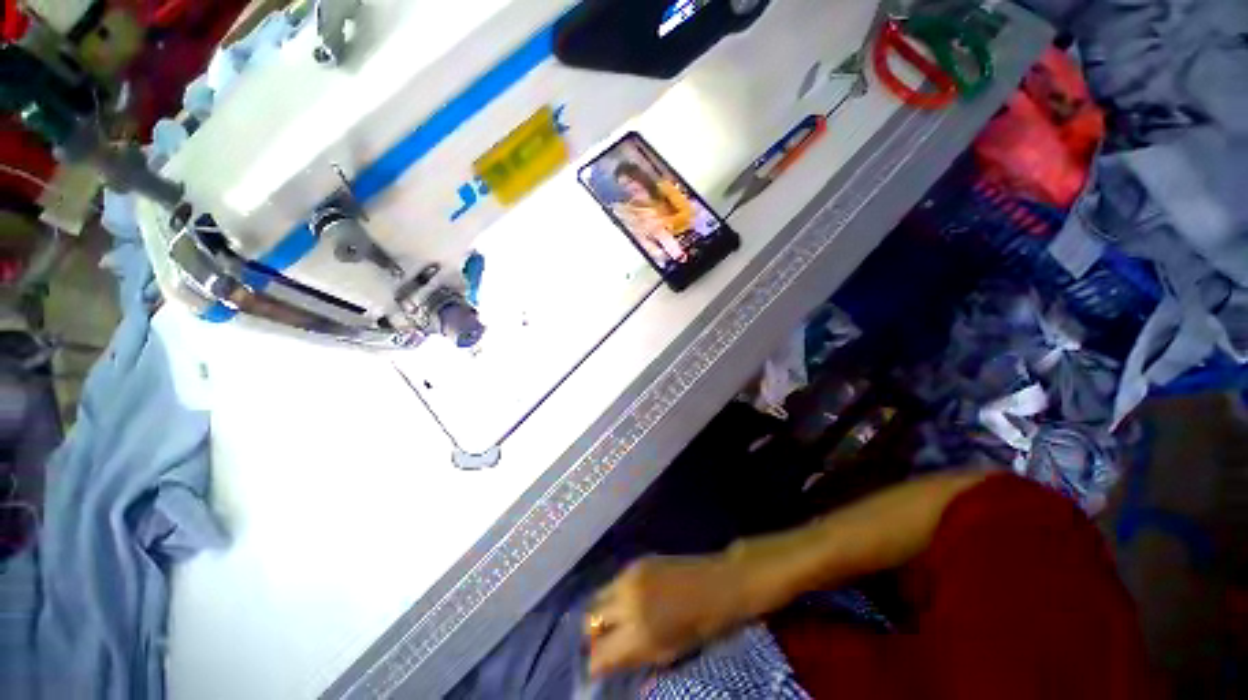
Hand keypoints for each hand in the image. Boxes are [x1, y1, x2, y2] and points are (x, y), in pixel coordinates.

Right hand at [585, 555, 747, 676]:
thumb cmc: (701, 626)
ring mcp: (630, 577)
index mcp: (638, 633)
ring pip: (598, 597)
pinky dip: (615, 595)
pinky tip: (631, 600)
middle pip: (590, 620)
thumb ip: (636, 659)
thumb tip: (609, 665)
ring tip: (617, 621)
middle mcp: (628, 602)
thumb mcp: (669, 653)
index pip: (598, 655)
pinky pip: (614, 581)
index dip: (595, 664)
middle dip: (592, 635)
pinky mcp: (636, 561)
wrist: (719, 583)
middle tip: (605, 643)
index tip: (597, 668)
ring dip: (602, 612)